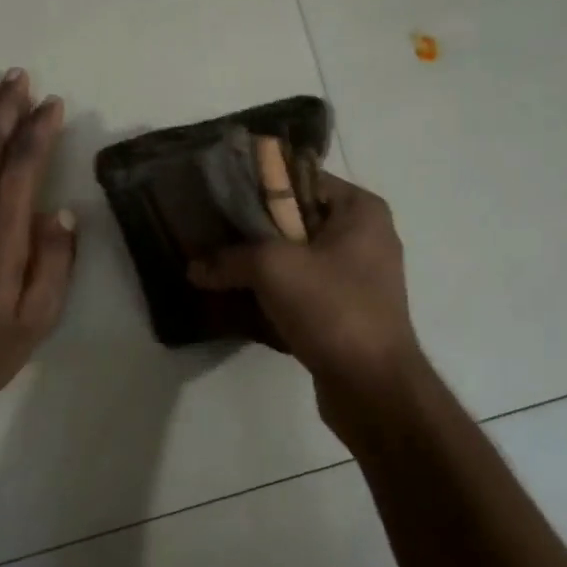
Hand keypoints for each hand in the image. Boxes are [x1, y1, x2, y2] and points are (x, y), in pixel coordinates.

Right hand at [187, 171, 420, 391]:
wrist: (373, 386)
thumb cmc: (332, 308)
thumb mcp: (273, 269)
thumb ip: (229, 258)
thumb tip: (193, 267)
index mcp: (360, 211)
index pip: (301, 179)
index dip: (259, 185)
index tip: (219, 196)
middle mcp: (364, 238)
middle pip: (297, 220)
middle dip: (253, 229)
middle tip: (210, 232)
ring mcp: (357, 278)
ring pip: (297, 258)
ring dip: (259, 264)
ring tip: (216, 265)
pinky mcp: (346, 312)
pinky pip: (302, 290)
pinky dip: (273, 294)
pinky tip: (238, 300)